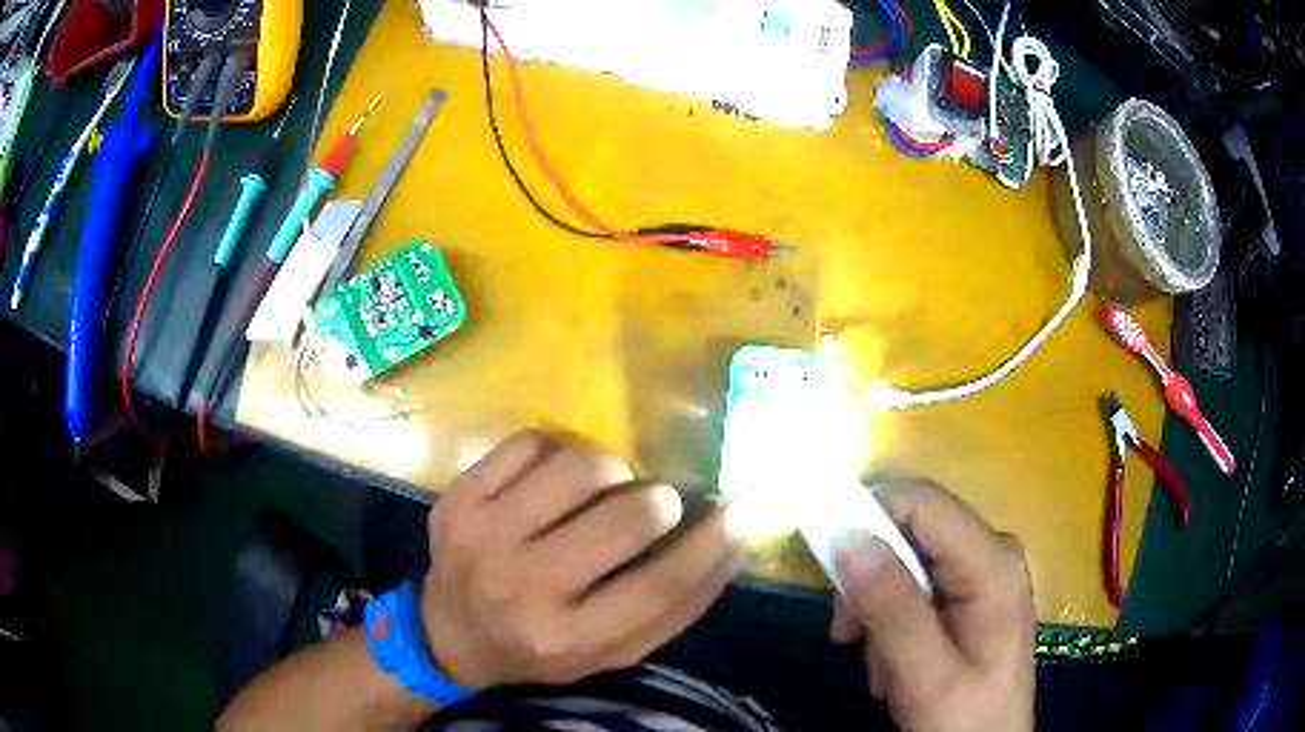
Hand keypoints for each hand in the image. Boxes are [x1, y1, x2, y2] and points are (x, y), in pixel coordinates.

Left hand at [421, 432, 744, 688]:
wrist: (449, 632)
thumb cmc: (542, 646)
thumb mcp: (612, 650)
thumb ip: (676, 604)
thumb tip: (737, 536)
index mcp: (566, 638)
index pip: (659, 586)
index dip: (710, 546)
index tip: (740, 511)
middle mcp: (521, 587)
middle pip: (624, 517)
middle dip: (657, 502)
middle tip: (654, 506)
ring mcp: (482, 534)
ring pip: (579, 465)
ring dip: (610, 471)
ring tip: (602, 493)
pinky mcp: (459, 494)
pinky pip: (532, 441)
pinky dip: (557, 453)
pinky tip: (552, 482)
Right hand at [830, 482, 1034, 731]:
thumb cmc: (965, 719)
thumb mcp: (926, 675)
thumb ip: (892, 608)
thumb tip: (847, 536)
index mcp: (993, 562)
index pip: (922, 503)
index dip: (867, 515)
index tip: (825, 561)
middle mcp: (991, 552)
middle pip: (911, 530)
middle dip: (870, 577)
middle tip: (847, 633)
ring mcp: (981, 572)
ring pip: (905, 560)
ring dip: (876, 607)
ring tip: (876, 662)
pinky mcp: (969, 594)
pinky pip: (914, 585)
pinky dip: (890, 619)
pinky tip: (892, 661)